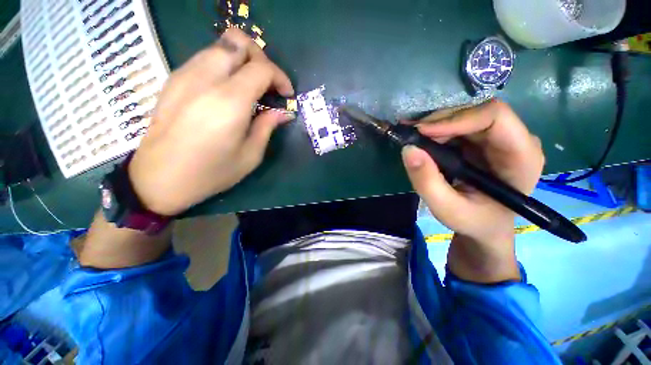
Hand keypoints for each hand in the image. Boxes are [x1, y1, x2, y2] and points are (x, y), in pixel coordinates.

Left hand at [128, 29, 294, 215]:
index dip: (280, 77)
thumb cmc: (211, 173)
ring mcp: (185, 75)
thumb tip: (283, 113)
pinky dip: (224, 65)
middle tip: (268, 84)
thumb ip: (267, 127)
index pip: (262, 68)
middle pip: (238, 41)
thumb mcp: (250, 155)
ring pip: (220, 45)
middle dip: (261, 57)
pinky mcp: (174, 79)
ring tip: (250, 87)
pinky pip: (205, 57)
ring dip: (242, 60)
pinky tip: (228, 90)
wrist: (158, 178)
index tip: (286, 95)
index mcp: (229, 101)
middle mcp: (206, 79)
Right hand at [401, 100, 544, 282]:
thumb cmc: (473, 221)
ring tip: (410, 137)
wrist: (484, 226)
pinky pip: (456, 126)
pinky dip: (434, 131)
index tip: (422, 132)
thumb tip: (408, 149)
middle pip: (476, 113)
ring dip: (434, 126)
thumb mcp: (447, 209)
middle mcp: (514, 140)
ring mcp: (497, 138)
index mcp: (522, 157)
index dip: (456, 119)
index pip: (495, 117)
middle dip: (439, 122)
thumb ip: (427, 182)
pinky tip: (419, 138)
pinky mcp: (481, 141)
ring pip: (463, 117)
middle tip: (410, 135)